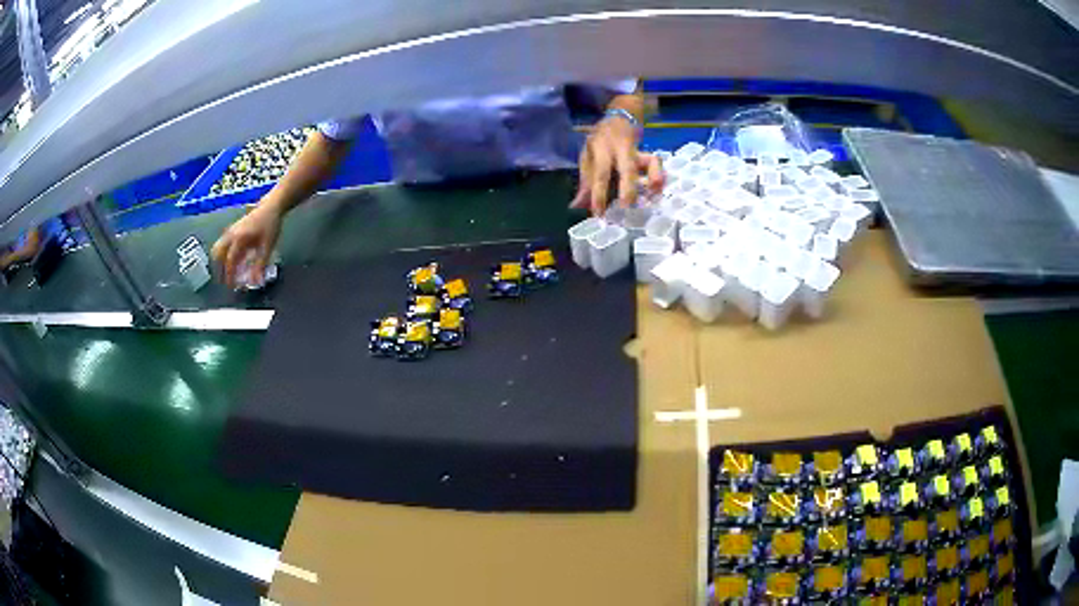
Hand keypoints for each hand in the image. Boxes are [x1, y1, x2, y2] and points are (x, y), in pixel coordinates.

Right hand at [211, 203, 281, 287]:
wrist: (271, 205)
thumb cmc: (270, 224)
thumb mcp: (267, 246)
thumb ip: (260, 264)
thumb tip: (256, 281)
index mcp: (238, 238)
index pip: (229, 260)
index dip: (229, 275)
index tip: (231, 286)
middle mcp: (231, 234)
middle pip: (217, 254)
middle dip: (220, 268)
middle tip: (227, 280)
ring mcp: (230, 230)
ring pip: (218, 248)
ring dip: (221, 261)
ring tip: (230, 272)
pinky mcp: (233, 230)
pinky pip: (224, 244)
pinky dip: (226, 254)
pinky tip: (235, 261)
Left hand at [572, 115, 663, 215]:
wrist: (619, 118)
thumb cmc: (600, 142)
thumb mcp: (588, 156)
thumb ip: (585, 181)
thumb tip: (576, 206)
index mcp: (601, 147)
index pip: (600, 173)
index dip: (599, 194)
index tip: (598, 212)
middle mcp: (621, 148)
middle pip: (628, 167)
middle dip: (628, 188)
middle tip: (626, 206)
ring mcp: (637, 150)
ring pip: (650, 162)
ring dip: (653, 179)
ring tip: (652, 196)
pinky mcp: (648, 154)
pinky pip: (657, 165)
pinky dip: (659, 177)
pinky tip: (656, 191)